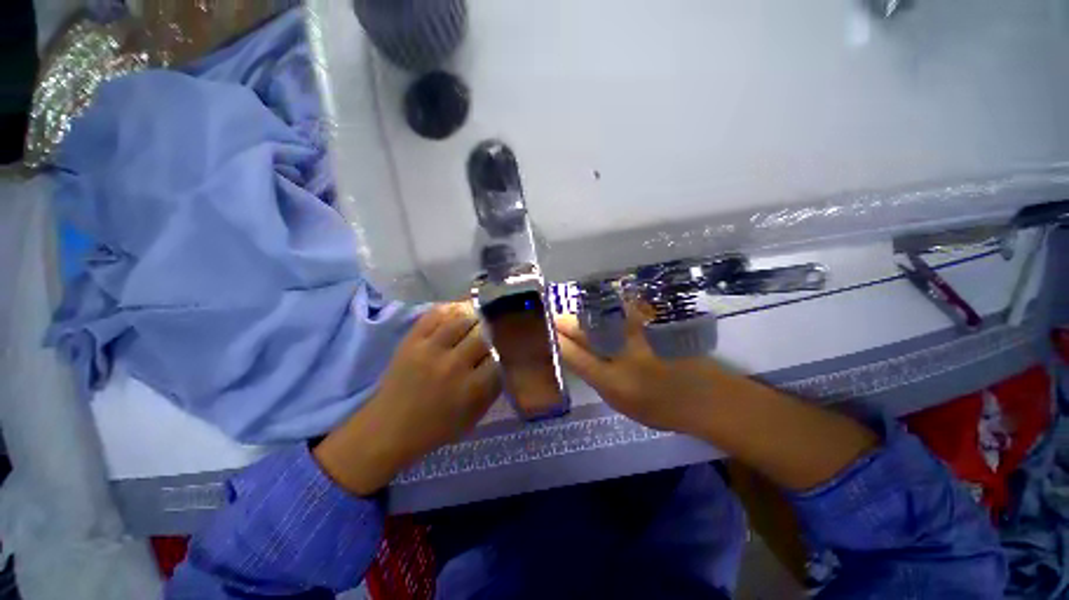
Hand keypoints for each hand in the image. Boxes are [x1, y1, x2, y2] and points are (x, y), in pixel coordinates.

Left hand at [314, 302, 500, 495]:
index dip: (505, 348)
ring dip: (474, 316)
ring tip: (478, 317)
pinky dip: (450, 309)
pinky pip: (435, 314)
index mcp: (471, 388)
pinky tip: (458, 311)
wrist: (389, 428)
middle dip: (491, 331)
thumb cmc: (438, 426)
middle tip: (494, 329)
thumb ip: (494, 387)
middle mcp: (453, 365)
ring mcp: (430, 350)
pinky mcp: (411, 340)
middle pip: (483, 334)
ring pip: (461, 319)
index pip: (499, 356)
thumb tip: (505, 358)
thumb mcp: (475, 415)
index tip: (506, 345)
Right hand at [557, 304, 877, 490]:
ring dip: (584, 309)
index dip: (557, 340)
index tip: (544, 330)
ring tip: (572, 308)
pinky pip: (626, 306)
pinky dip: (612, 300)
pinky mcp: (655, 324)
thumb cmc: (662, 406)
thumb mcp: (621, 401)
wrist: (708, 398)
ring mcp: (640, 335)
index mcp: (612, 379)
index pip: (574, 355)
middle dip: (564, 321)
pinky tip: (604, 297)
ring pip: (602, 315)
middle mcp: (623, 353)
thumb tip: (576, 354)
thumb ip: (596, 376)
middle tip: (552, 316)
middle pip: (585, 331)